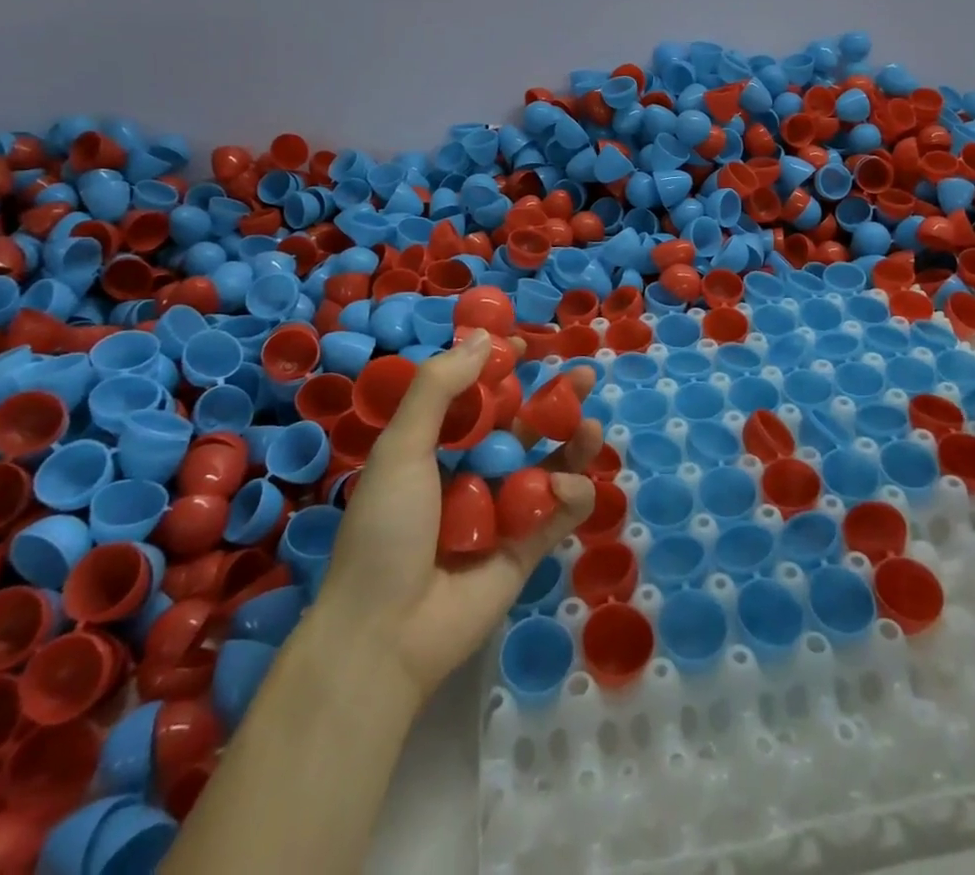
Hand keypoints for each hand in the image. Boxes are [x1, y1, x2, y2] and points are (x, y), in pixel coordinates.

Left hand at [314, 331, 601, 706]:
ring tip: (589, 428)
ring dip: (572, 443)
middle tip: (585, 375)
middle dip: (554, 400)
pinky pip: (559, 511)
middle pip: (523, 426)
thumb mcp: (401, 448)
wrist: (385, 635)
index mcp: (437, 448)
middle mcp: (473, 474)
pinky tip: (562, 488)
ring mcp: (503, 512)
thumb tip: (483, 338)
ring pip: (549, 465)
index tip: (525, 345)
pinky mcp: (527, 548)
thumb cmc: (386, 530)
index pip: (478, 397)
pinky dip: (570, 495)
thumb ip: (439, 389)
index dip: (502, 369)